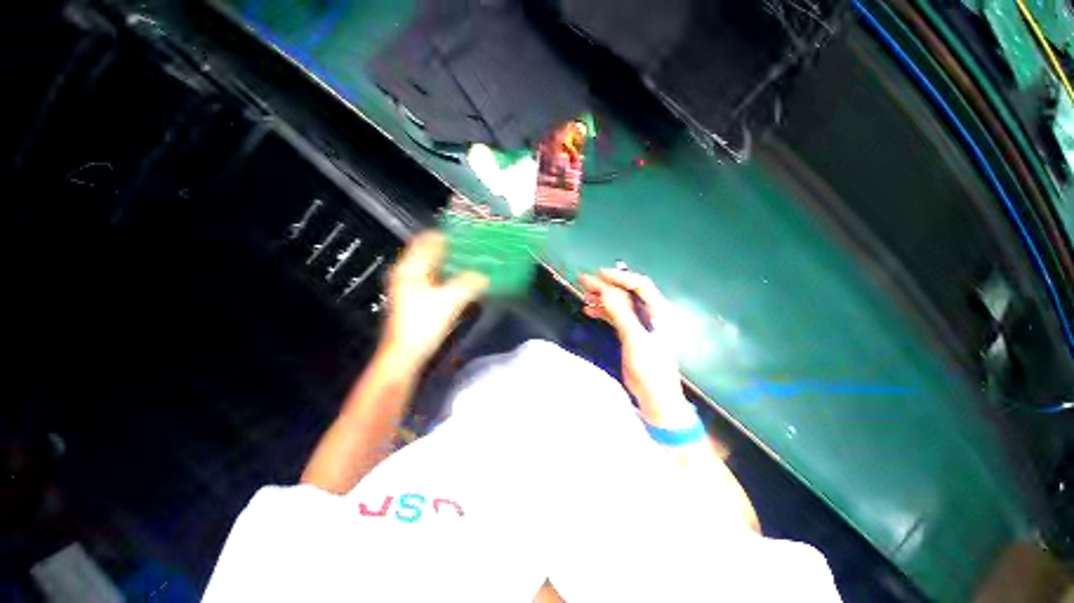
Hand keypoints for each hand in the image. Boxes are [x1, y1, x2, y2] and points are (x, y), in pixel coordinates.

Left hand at [379, 231, 487, 370]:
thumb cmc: (423, 324)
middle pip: (431, 252)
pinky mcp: (416, 298)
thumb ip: (470, 283)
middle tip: (474, 250)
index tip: (468, 236)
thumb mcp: (450, 300)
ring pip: (433, 266)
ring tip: (472, 263)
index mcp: (411, 268)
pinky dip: (449, 276)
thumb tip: (485, 276)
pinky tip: (463, 281)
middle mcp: (408, 273)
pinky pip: (435, 279)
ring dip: (452, 263)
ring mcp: (410, 286)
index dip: (448, 235)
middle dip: (453, 249)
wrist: (406, 353)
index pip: (428, 240)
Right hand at [579, 269, 694, 426]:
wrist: (655, 396)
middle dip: (606, 285)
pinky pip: (615, 316)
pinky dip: (602, 311)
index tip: (599, 275)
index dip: (620, 277)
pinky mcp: (631, 333)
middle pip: (626, 292)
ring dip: (602, 298)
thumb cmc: (650, 367)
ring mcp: (639, 324)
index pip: (639, 285)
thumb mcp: (635, 338)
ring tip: (584, 295)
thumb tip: (605, 289)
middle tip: (584, 281)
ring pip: (619, 303)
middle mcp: (649, 313)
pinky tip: (589, 310)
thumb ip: (622, 312)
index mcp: (657, 311)